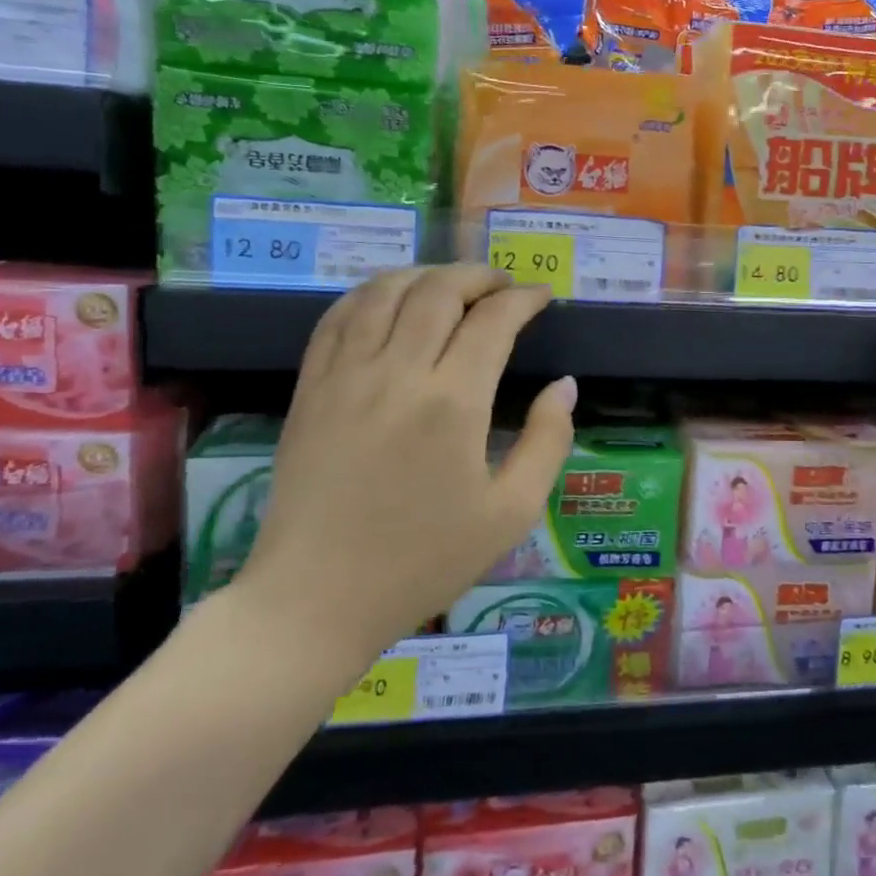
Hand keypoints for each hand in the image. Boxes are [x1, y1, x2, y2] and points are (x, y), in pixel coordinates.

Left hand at [232, 265, 575, 674]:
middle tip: (503, 286)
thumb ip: (549, 441)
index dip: (524, 299)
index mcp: (453, 404)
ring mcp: (345, 377)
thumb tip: (565, 386)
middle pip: (439, 290)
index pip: (493, 320)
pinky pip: (338, 318)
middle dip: (479, 276)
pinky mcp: (310, 389)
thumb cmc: (423, 561)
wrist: (316, 600)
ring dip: (426, 275)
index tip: (542, 297)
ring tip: (453, 286)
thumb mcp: (511, 513)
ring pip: (385, 292)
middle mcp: (397, 374)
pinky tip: (390, 301)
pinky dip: (370, 294)